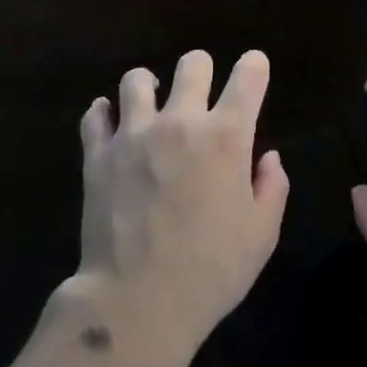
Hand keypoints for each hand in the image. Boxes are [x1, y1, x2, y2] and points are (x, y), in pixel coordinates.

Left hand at [73, 50, 288, 358]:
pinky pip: (95, 115)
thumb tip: (268, 157)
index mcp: (226, 136)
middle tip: (200, 93)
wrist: (137, 303)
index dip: (255, 66)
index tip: (254, 70)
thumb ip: (271, 188)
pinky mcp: (99, 154)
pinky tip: (112, 125)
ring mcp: (134, 133)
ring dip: (149, 88)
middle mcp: (180, 121)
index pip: (248, 75)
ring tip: (151, 106)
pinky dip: (104, 114)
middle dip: (202, 70)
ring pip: (137, 79)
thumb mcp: (261, 236)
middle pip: (193, 63)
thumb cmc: (210, 272)